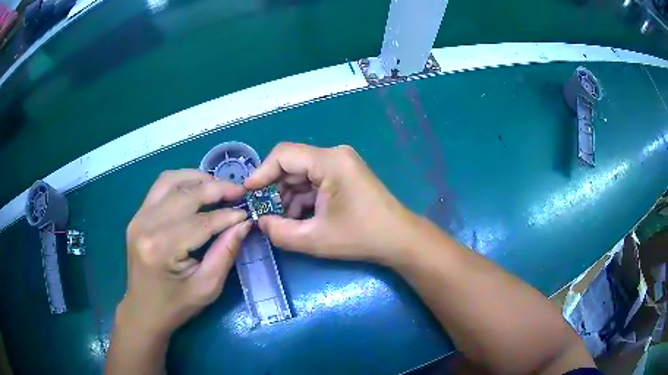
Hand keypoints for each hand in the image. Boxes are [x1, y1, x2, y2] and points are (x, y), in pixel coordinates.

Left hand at [118, 169, 251, 339]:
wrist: (144, 310)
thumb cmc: (176, 306)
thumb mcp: (207, 288)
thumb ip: (225, 253)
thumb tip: (244, 224)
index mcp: (162, 249)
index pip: (201, 222)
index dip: (228, 215)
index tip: (247, 213)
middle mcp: (146, 225)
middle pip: (186, 194)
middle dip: (216, 189)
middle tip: (239, 192)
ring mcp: (138, 217)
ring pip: (171, 181)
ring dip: (198, 178)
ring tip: (219, 186)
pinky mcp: (137, 216)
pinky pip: (160, 186)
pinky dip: (181, 181)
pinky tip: (196, 188)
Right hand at [244, 143, 419, 265]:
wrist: (398, 239)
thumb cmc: (360, 237)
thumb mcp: (314, 239)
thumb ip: (279, 232)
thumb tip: (260, 222)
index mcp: (329, 161)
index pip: (283, 154)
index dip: (261, 172)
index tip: (248, 193)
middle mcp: (335, 155)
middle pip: (292, 164)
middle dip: (276, 189)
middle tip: (266, 213)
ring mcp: (341, 163)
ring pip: (302, 173)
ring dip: (289, 196)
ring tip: (286, 221)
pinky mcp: (345, 173)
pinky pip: (315, 179)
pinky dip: (304, 197)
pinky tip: (301, 217)